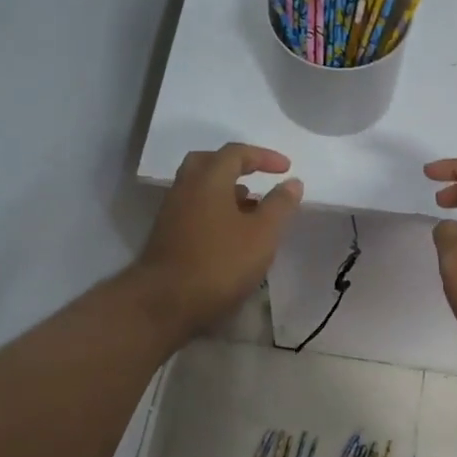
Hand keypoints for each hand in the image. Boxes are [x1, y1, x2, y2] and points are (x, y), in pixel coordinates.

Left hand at [135, 143, 302, 337]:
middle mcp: (185, 188)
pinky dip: (216, 209)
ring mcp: (172, 212)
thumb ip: (280, 205)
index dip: (263, 156)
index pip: (236, 153)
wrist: (164, 303)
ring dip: (227, 190)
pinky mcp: (167, 235)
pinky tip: (232, 233)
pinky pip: (195, 209)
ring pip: (200, 188)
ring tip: (252, 207)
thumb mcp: (262, 234)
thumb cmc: (220, 263)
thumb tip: (292, 182)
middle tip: (258, 177)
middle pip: (210, 163)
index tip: (286, 168)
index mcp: (208, 179)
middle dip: (237, 166)